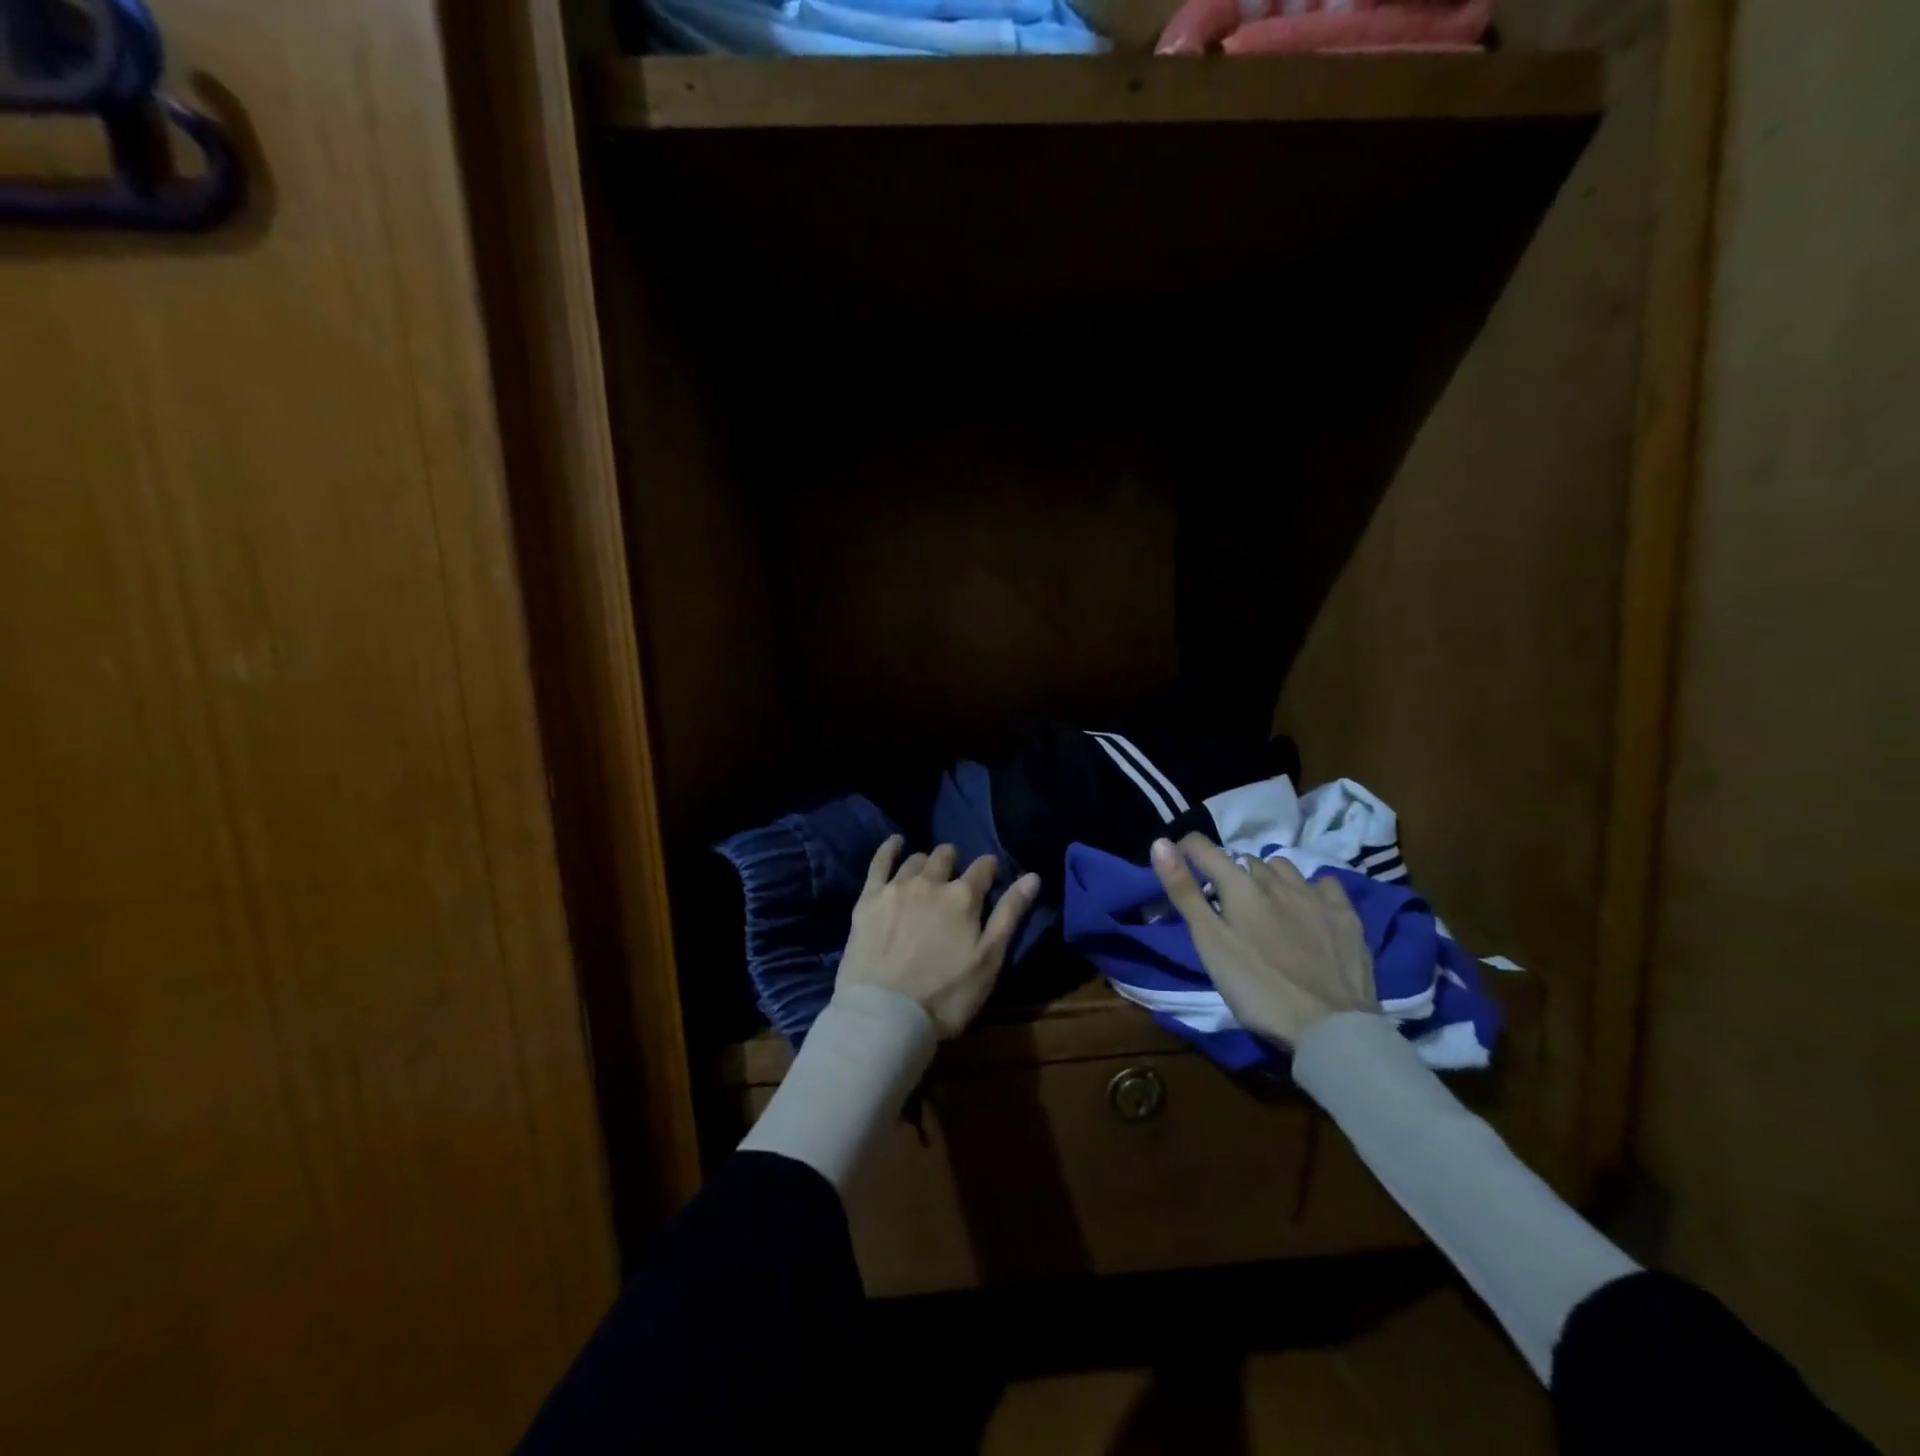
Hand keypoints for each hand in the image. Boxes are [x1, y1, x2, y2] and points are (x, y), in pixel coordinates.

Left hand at [837, 837, 1041, 1039]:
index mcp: (964, 897)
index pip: (984, 868)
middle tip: (956, 880)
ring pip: (916, 860)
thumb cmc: (946, 995)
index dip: (990, 870)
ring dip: (927, 862)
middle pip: (946, 857)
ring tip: (928, 872)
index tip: (992, 877)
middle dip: (955, 862)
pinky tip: (896, 842)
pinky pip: (880, 862)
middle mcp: (931, 882)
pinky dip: (890, 848)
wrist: (886, 1015)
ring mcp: (897, 887)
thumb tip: (1033, 877)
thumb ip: (1010, 915)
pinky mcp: (869, 898)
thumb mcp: (989, 961)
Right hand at [1149, 833, 1375, 1047]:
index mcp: (1239, 886)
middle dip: (1230, 875)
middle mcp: (1277, 880)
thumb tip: (1159, 842)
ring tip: (1265, 906)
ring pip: (1283, 868)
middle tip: (1225, 907)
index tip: (1179, 863)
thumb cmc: (1256, 988)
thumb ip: (1184, 892)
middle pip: (1244, 862)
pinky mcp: (1346, 915)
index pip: (1204, 848)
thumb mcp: (1209, 943)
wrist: (1330, 1028)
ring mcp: (1315, 895)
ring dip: (1268, 879)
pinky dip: (1309, 889)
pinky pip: (1323, 884)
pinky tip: (1308, 910)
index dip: (1186, 849)